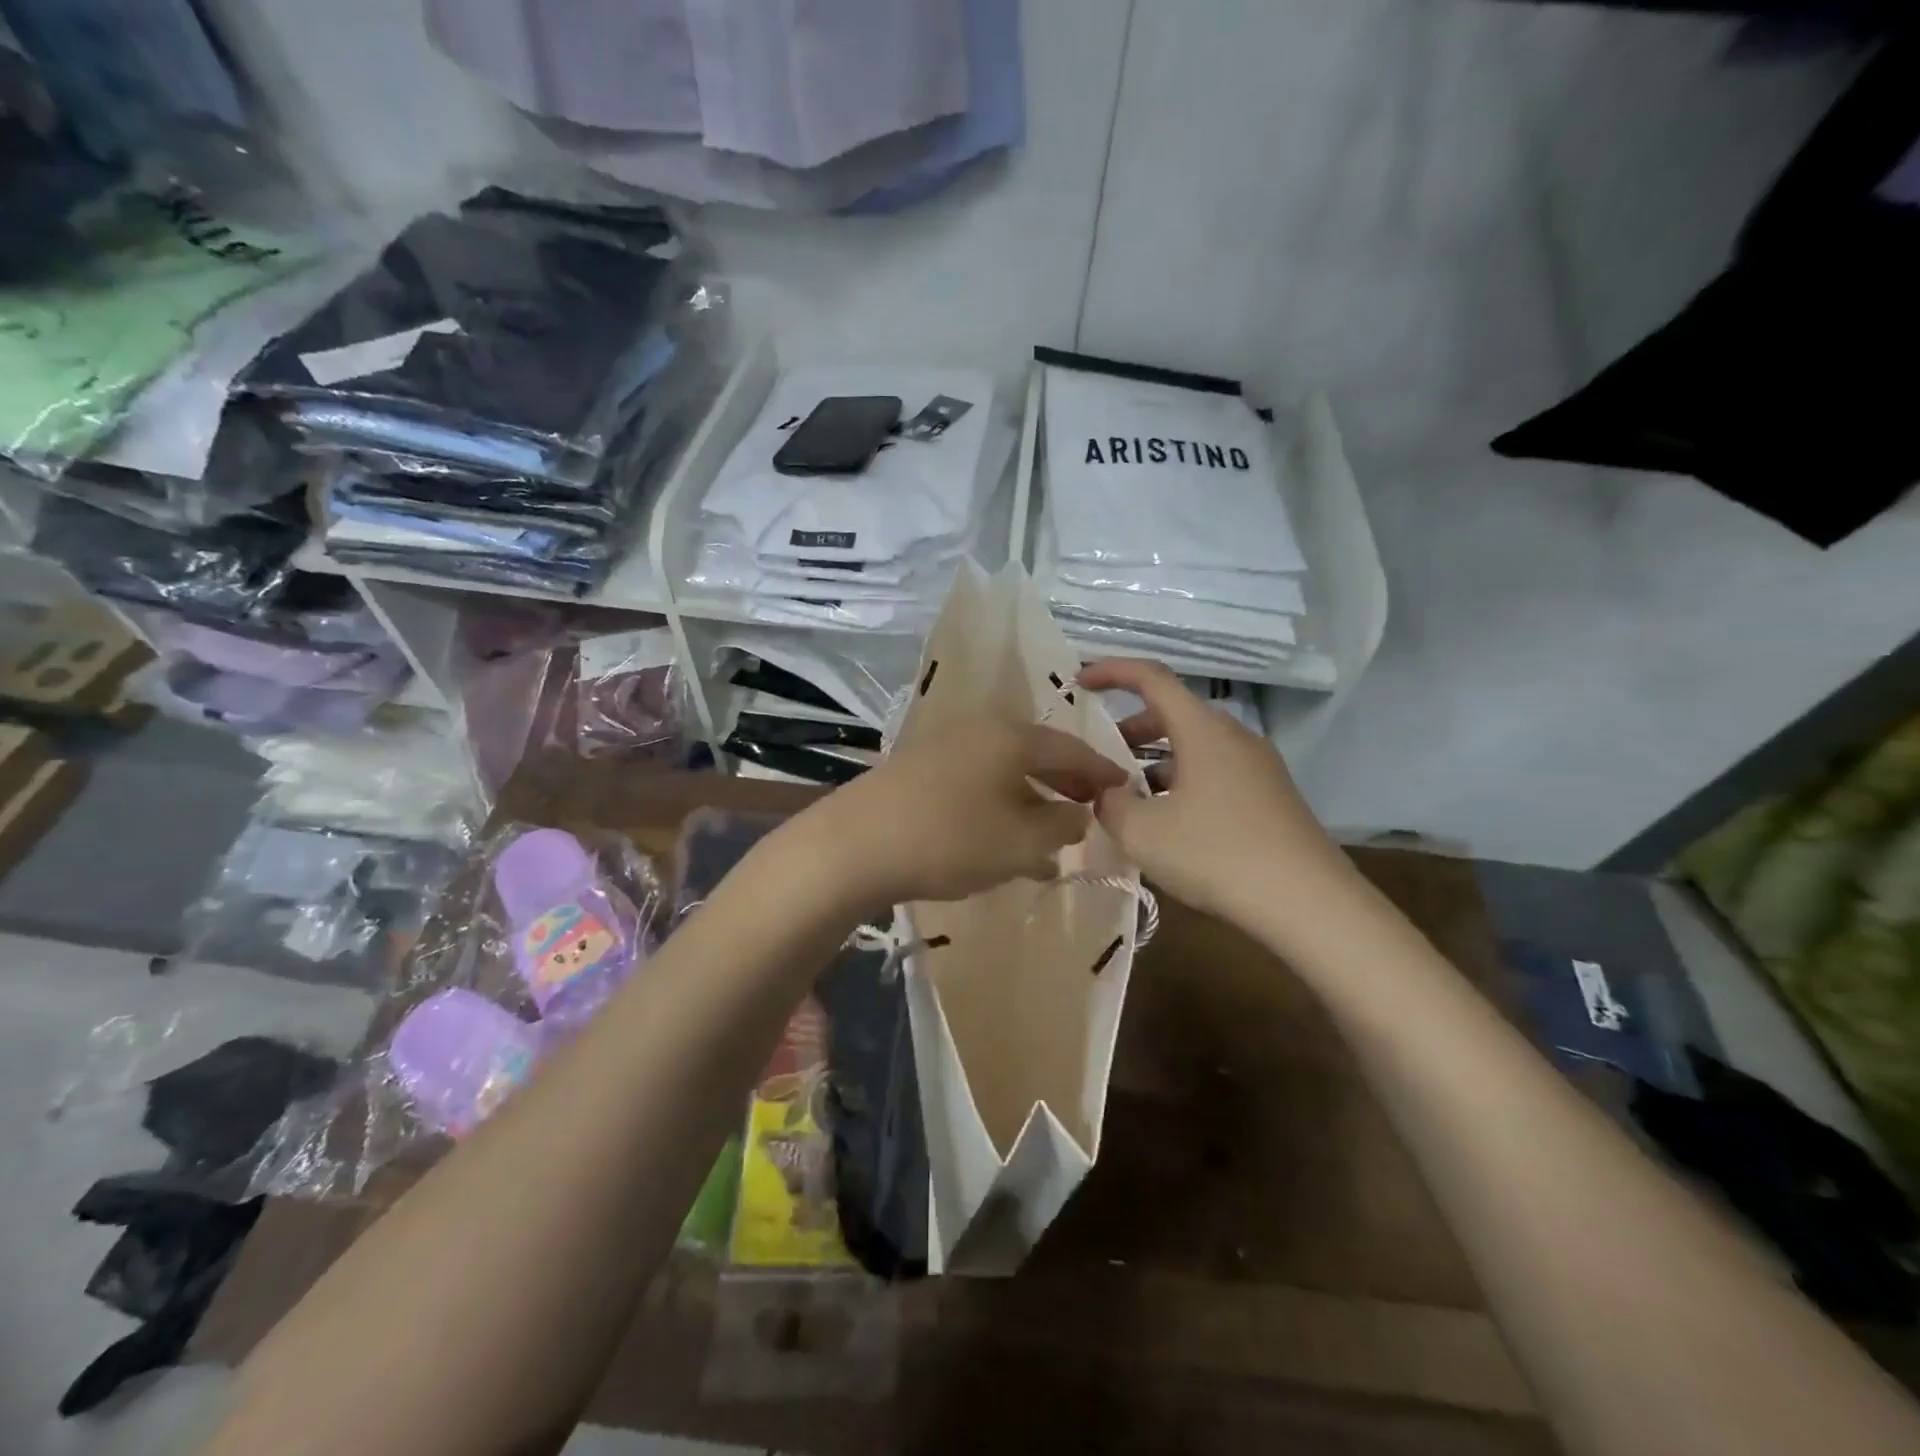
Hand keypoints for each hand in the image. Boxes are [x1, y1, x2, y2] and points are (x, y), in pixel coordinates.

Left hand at [802, 717, 1128, 912]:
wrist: (855, 845)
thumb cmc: (950, 839)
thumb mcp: (1020, 842)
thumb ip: (1061, 826)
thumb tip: (1079, 813)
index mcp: (1012, 737)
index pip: (1072, 749)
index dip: (1102, 772)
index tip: (1125, 789)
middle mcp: (980, 731)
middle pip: (1038, 755)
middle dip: (1066, 786)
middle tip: (1089, 811)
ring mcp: (945, 747)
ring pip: (1005, 772)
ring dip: (1032, 802)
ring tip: (1052, 838)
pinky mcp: (919, 770)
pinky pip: (977, 784)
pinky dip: (1000, 807)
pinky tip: (1004, 841)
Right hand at [1077, 659, 1359, 933]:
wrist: (1308, 903)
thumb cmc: (1217, 855)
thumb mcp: (1143, 833)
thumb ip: (1111, 804)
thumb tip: (1108, 793)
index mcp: (1202, 729)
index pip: (1151, 678)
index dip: (1111, 671)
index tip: (1080, 681)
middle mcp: (1233, 737)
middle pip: (1173, 714)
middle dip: (1130, 729)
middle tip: (1101, 758)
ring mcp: (1258, 766)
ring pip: (1195, 747)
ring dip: (1156, 762)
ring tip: (1130, 798)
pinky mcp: (1271, 796)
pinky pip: (1215, 773)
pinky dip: (1183, 782)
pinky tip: (1170, 823)